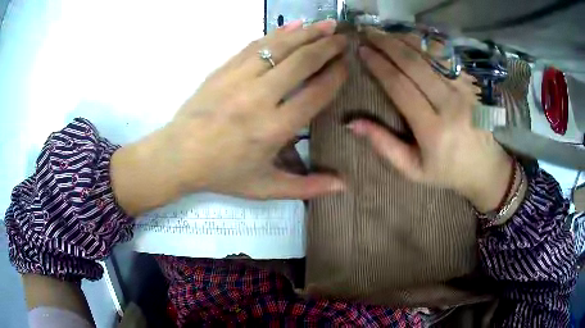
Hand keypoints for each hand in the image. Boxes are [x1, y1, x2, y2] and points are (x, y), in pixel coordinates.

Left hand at [112, 20, 347, 214]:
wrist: (178, 156)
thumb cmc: (222, 174)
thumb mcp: (265, 188)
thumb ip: (306, 187)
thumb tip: (343, 186)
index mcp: (273, 129)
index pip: (315, 93)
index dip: (335, 76)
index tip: (346, 65)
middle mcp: (259, 98)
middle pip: (302, 62)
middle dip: (327, 47)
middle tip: (344, 38)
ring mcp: (239, 79)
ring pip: (280, 47)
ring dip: (307, 33)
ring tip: (327, 24)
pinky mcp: (224, 69)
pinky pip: (256, 45)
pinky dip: (278, 33)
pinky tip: (294, 25)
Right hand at [349, 28, 511, 212]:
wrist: (486, 168)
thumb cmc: (448, 171)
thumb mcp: (413, 170)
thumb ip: (384, 145)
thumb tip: (352, 123)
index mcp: (433, 129)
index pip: (400, 87)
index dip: (379, 65)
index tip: (362, 50)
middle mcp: (450, 104)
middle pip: (415, 64)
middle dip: (388, 43)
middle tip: (368, 31)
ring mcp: (465, 91)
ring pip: (431, 55)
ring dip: (406, 39)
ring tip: (386, 31)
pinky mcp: (472, 85)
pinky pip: (448, 57)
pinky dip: (428, 43)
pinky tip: (413, 37)